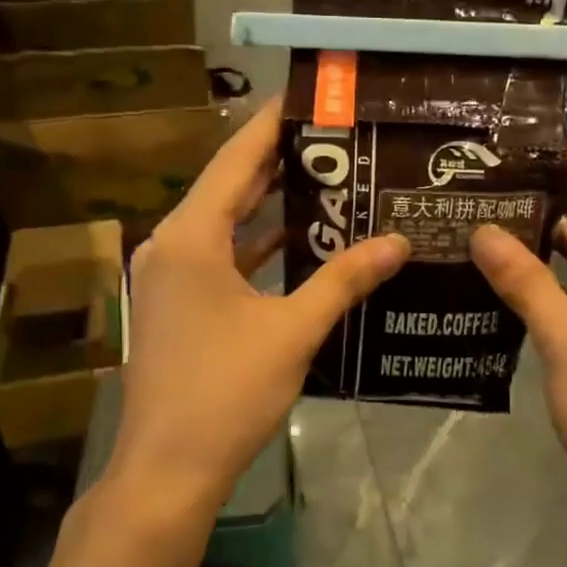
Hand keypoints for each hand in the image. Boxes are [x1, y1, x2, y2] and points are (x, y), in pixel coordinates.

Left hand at [107, 96, 409, 521]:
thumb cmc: (226, 391)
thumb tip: (399, 242)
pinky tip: (298, 241)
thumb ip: (345, 280)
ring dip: (268, 205)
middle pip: (228, 187)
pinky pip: (219, 257)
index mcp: (190, 237)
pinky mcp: (175, 305)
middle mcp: (171, 245)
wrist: (167, 470)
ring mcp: (167, 277)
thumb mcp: (293, 330)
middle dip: (278, 161)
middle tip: (332, 136)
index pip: (235, 160)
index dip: (271, 125)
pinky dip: (255, 245)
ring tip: (325, 178)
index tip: (308, 97)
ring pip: (224, 224)